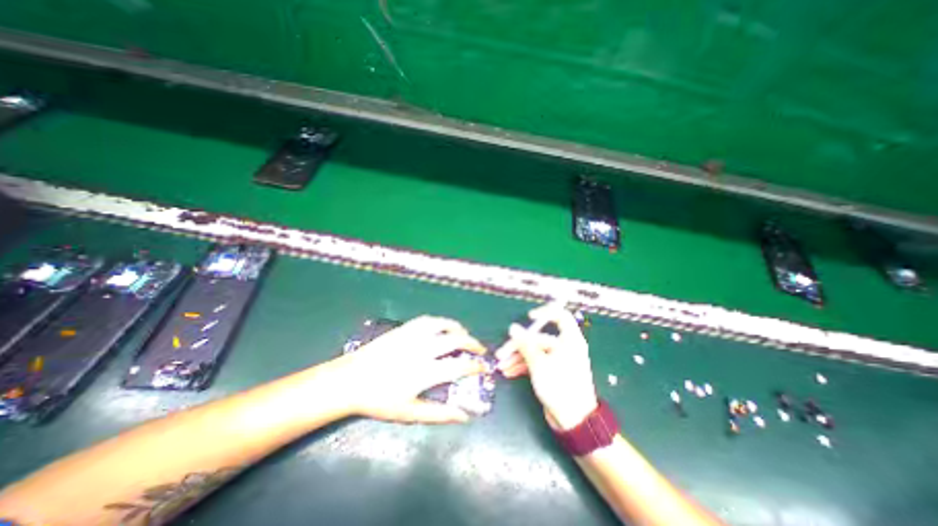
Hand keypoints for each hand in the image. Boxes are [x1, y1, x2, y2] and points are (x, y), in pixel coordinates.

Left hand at [328, 317, 487, 422]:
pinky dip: (440, 322)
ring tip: (464, 334)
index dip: (476, 366)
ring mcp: (413, 336)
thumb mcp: (409, 413)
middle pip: (456, 340)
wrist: (350, 379)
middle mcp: (423, 350)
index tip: (484, 367)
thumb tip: (464, 416)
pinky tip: (442, 327)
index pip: (459, 366)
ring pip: (443, 325)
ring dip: (458, 328)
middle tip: (479, 349)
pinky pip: (427, 320)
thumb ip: (439, 414)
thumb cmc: (379, 399)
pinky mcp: (404, 329)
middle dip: (473, 343)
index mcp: (425, 372)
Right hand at [494, 305, 595, 430]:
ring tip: (502, 366)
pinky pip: (535, 362)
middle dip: (518, 345)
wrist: (574, 422)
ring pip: (534, 351)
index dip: (545, 312)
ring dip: (517, 357)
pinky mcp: (551, 371)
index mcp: (569, 340)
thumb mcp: (539, 364)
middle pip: (538, 338)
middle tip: (501, 353)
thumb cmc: (560, 387)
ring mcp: (557, 359)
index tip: (528, 317)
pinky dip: (523, 366)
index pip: (560, 316)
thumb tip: (513, 327)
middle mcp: (564, 347)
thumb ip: (525, 344)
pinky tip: (509, 372)